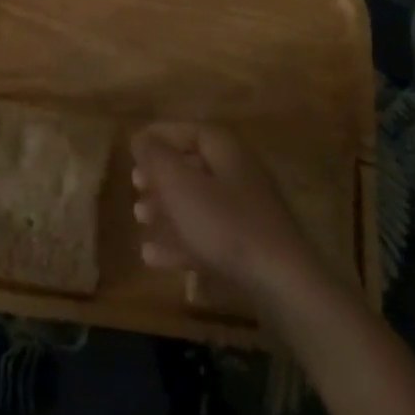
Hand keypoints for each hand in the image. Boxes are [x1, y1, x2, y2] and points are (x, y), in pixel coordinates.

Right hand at [130, 122, 318, 301]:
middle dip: (161, 175)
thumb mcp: (181, 186)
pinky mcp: (249, 245)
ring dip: (167, 208)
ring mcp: (247, 210)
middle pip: (194, 165)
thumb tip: (140, 137)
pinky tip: (153, 256)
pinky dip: (181, 240)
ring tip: (140, 218)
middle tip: (135, 186)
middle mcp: (238, 172)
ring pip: (199, 201)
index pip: (189, 130)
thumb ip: (156, 158)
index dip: (159, 136)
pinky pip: (208, 233)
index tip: (133, 148)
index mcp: (226, 149)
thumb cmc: (226, 225)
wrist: (282, 284)